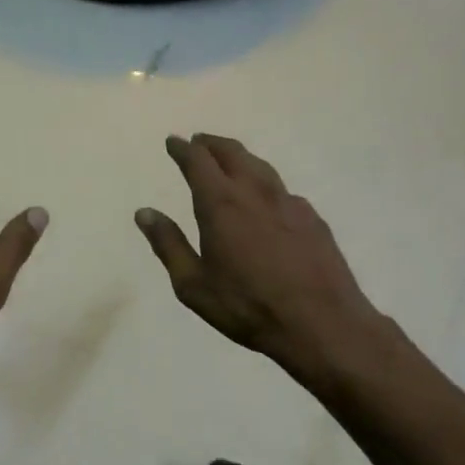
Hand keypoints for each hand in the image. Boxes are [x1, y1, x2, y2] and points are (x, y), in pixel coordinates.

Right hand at [136, 134, 382, 378]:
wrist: (320, 322)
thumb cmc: (246, 307)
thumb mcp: (193, 284)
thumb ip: (168, 245)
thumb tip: (145, 213)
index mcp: (221, 204)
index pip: (198, 161)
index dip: (182, 149)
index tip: (173, 141)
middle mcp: (256, 192)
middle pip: (232, 153)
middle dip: (212, 144)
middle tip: (199, 142)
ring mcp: (289, 203)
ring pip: (261, 167)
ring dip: (240, 158)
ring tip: (230, 161)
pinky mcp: (312, 219)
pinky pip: (282, 191)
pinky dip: (265, 185)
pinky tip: (265, 202)